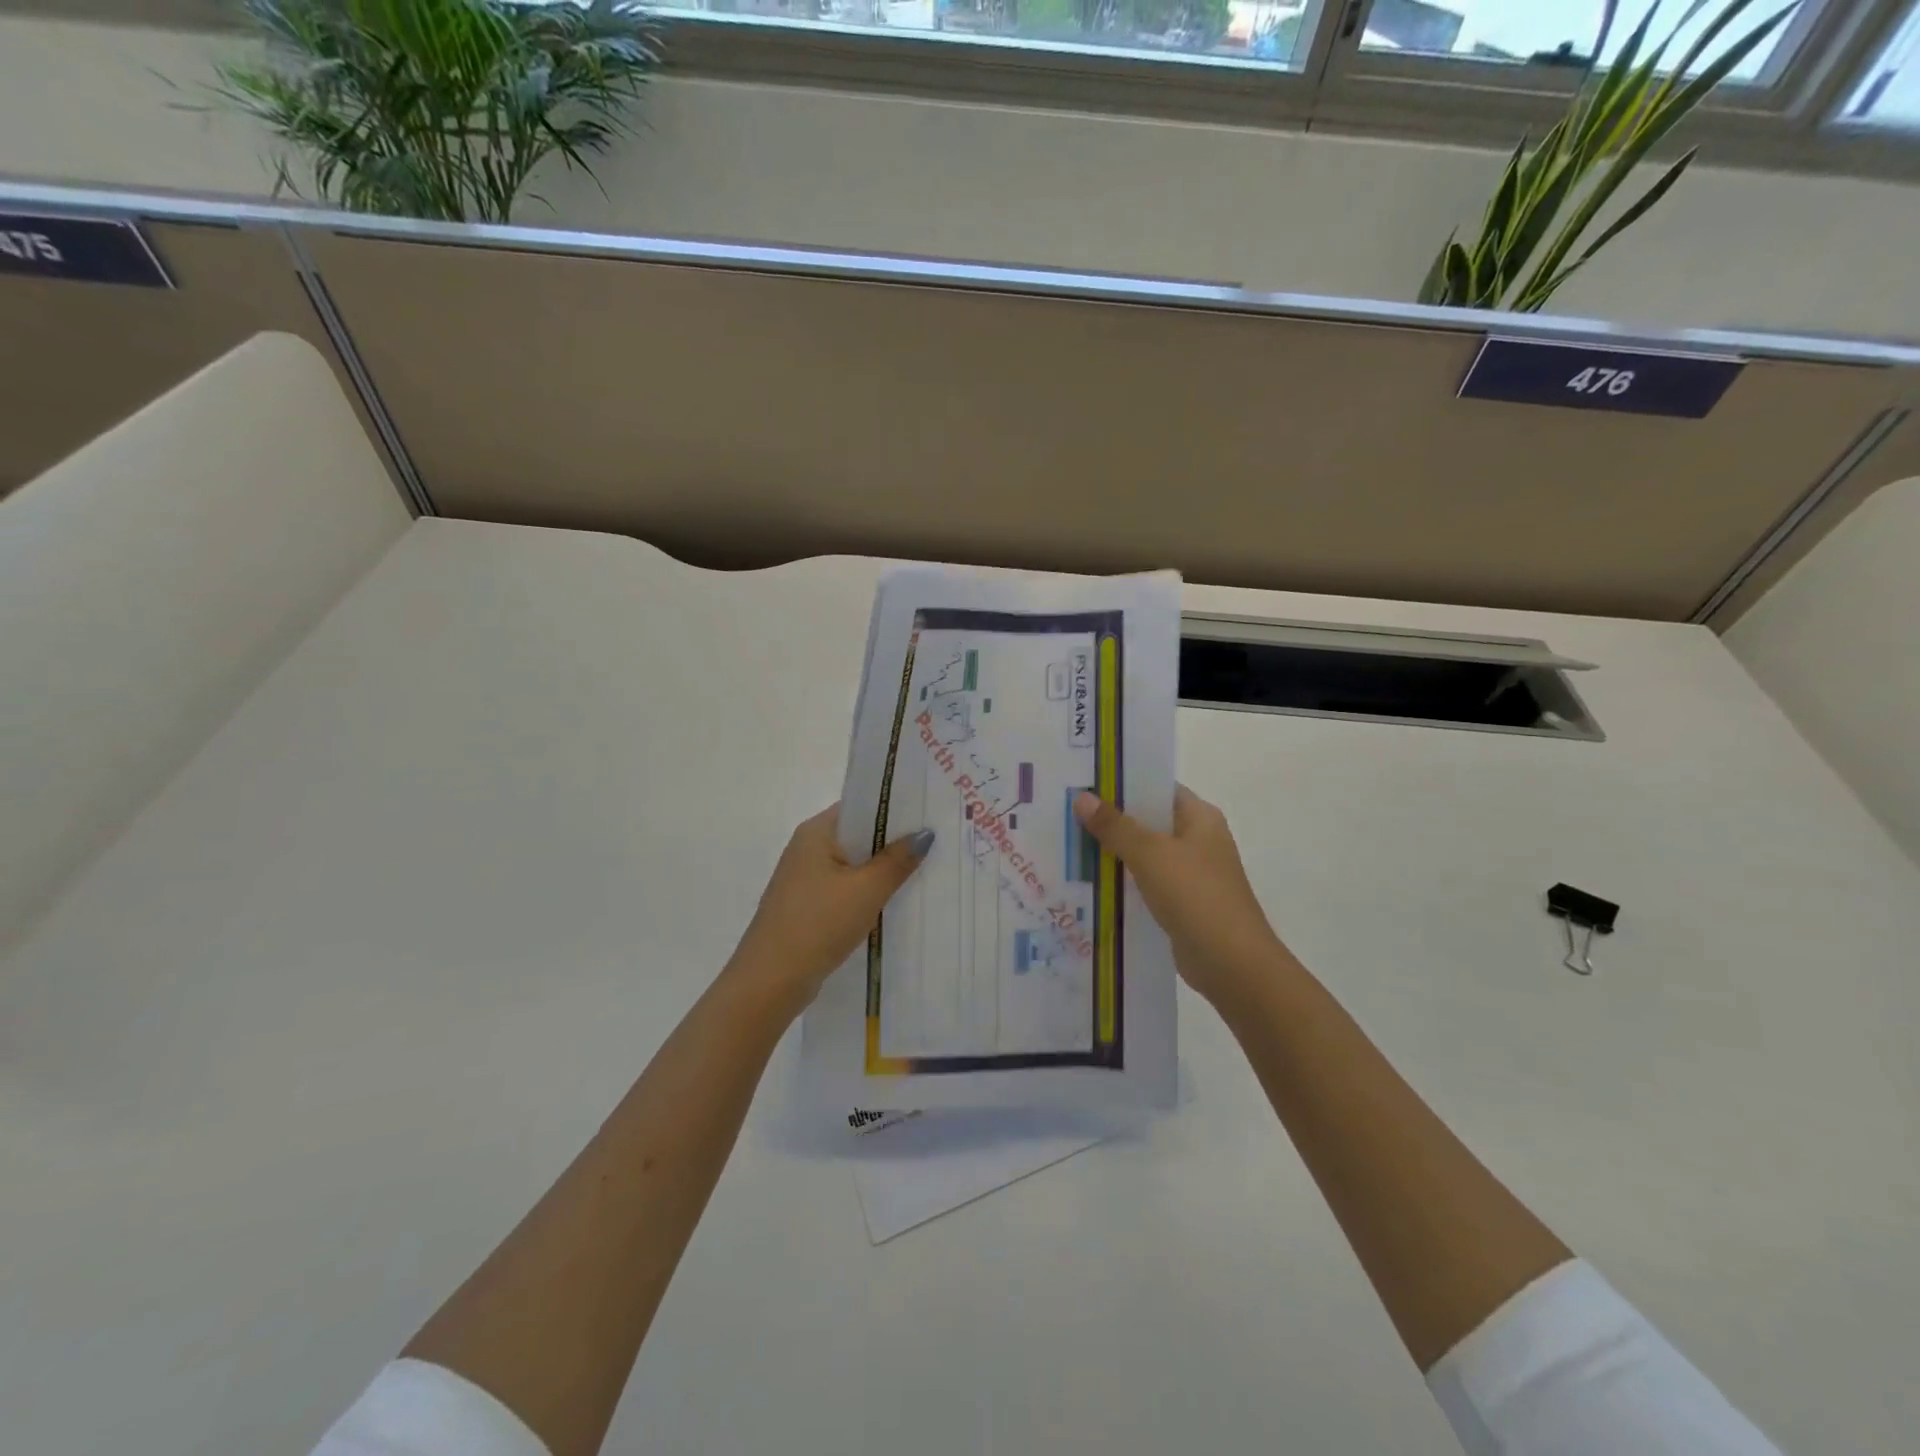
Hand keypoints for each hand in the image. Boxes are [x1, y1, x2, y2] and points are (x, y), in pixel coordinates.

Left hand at [726, 806, 933, 1021]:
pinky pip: (844, 889)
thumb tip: (924, 833)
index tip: (929, 813)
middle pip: (858, 836)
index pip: (861, 806)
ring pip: (852, 866)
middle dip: (893, 842)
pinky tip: (892, 903)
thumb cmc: (819, 923)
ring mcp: (804, 879)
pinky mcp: (807, 906)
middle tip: (937, 843)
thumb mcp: (867, 890)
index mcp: (817, 832)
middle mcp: (807, 848)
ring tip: (923, 871)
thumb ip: (897, 860)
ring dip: (881, 870)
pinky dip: (866, 893)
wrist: (770, 981)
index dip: (894, 809)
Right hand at [1073, 785, 1292, 1009]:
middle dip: (1111, 819)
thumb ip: (1115, 826)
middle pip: (1149, 820)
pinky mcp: (1182, 903)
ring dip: (1114, 852)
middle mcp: (1198, 840)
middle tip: (1067, 813)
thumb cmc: (1194, 895)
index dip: (1123, 784)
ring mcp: (1191, 874)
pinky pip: (1146, 883)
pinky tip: (1091, 882)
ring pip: (1145, 854)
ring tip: (1069, 844)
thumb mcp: (1149, 854)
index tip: (1084, 783)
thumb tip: (1082, 797)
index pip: (1157, 788)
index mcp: (1200, 817)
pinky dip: (1123, 881)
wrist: (1231, 963)